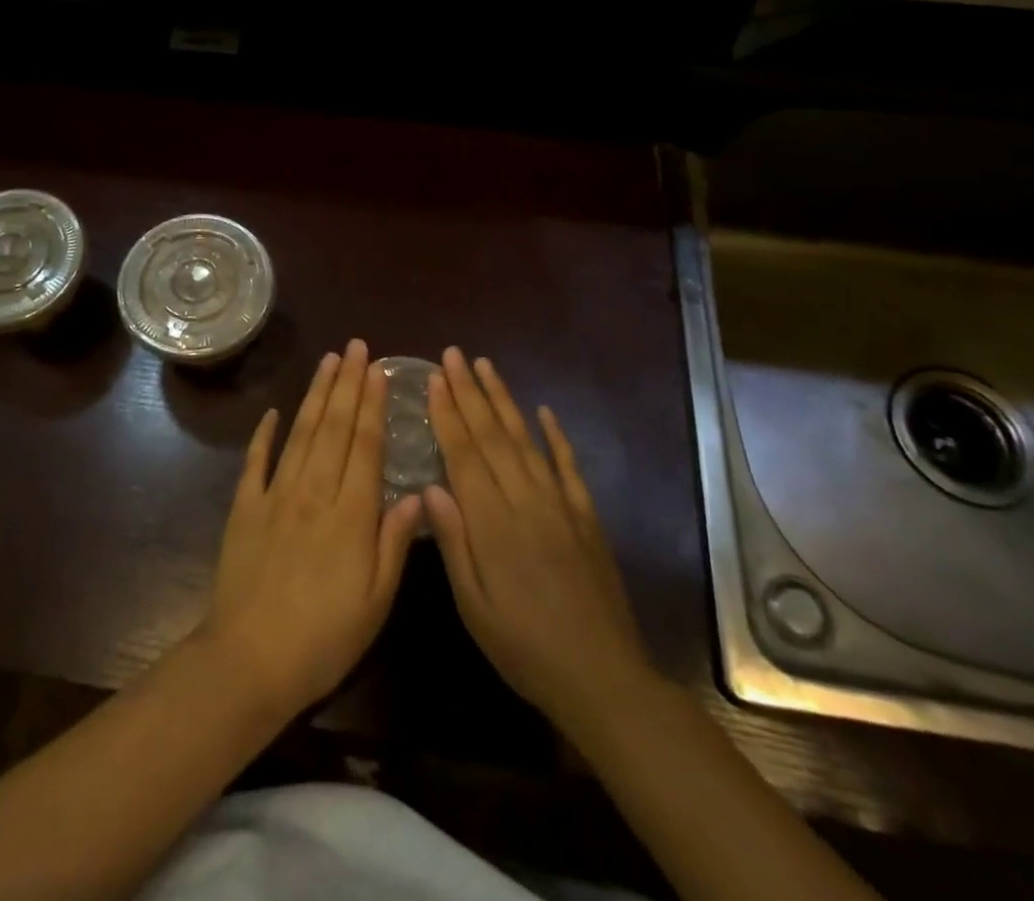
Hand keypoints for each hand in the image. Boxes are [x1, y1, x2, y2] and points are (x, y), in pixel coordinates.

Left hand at [200, 339, 422, 720]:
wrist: (249, 659)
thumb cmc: (323, 638)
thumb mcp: (376, 602)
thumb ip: (395, 543)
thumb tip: (416, 493)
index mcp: (351, 513)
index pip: (366, 445)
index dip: (373, 404)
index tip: (379, 370)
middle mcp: (314, 491)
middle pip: (335, 427)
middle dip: (347, 383)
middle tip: (356, 347)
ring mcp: (276, 494)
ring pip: (301, 432)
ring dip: (316, 394)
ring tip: (328, 361)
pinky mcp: (245, 506)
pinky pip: (256, 461)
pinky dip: (264, 433)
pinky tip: (273, 412)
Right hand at [424, 348, 655, 739]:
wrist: (603, 678)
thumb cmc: (525, 648)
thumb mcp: (474, 607)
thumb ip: (452, 543)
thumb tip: (430, 486)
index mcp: (493, 523)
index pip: (464, 454)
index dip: (447, 413)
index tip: (433, 379)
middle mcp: (526, 501)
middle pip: (492, 436)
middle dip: (469, 392)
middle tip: (453, 355)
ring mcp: (560, 505)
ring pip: (526, 440)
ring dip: (503, 400)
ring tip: (485, 366)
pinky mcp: (586, 516)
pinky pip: (568, 466)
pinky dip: (555, 435)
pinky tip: (543, 411)